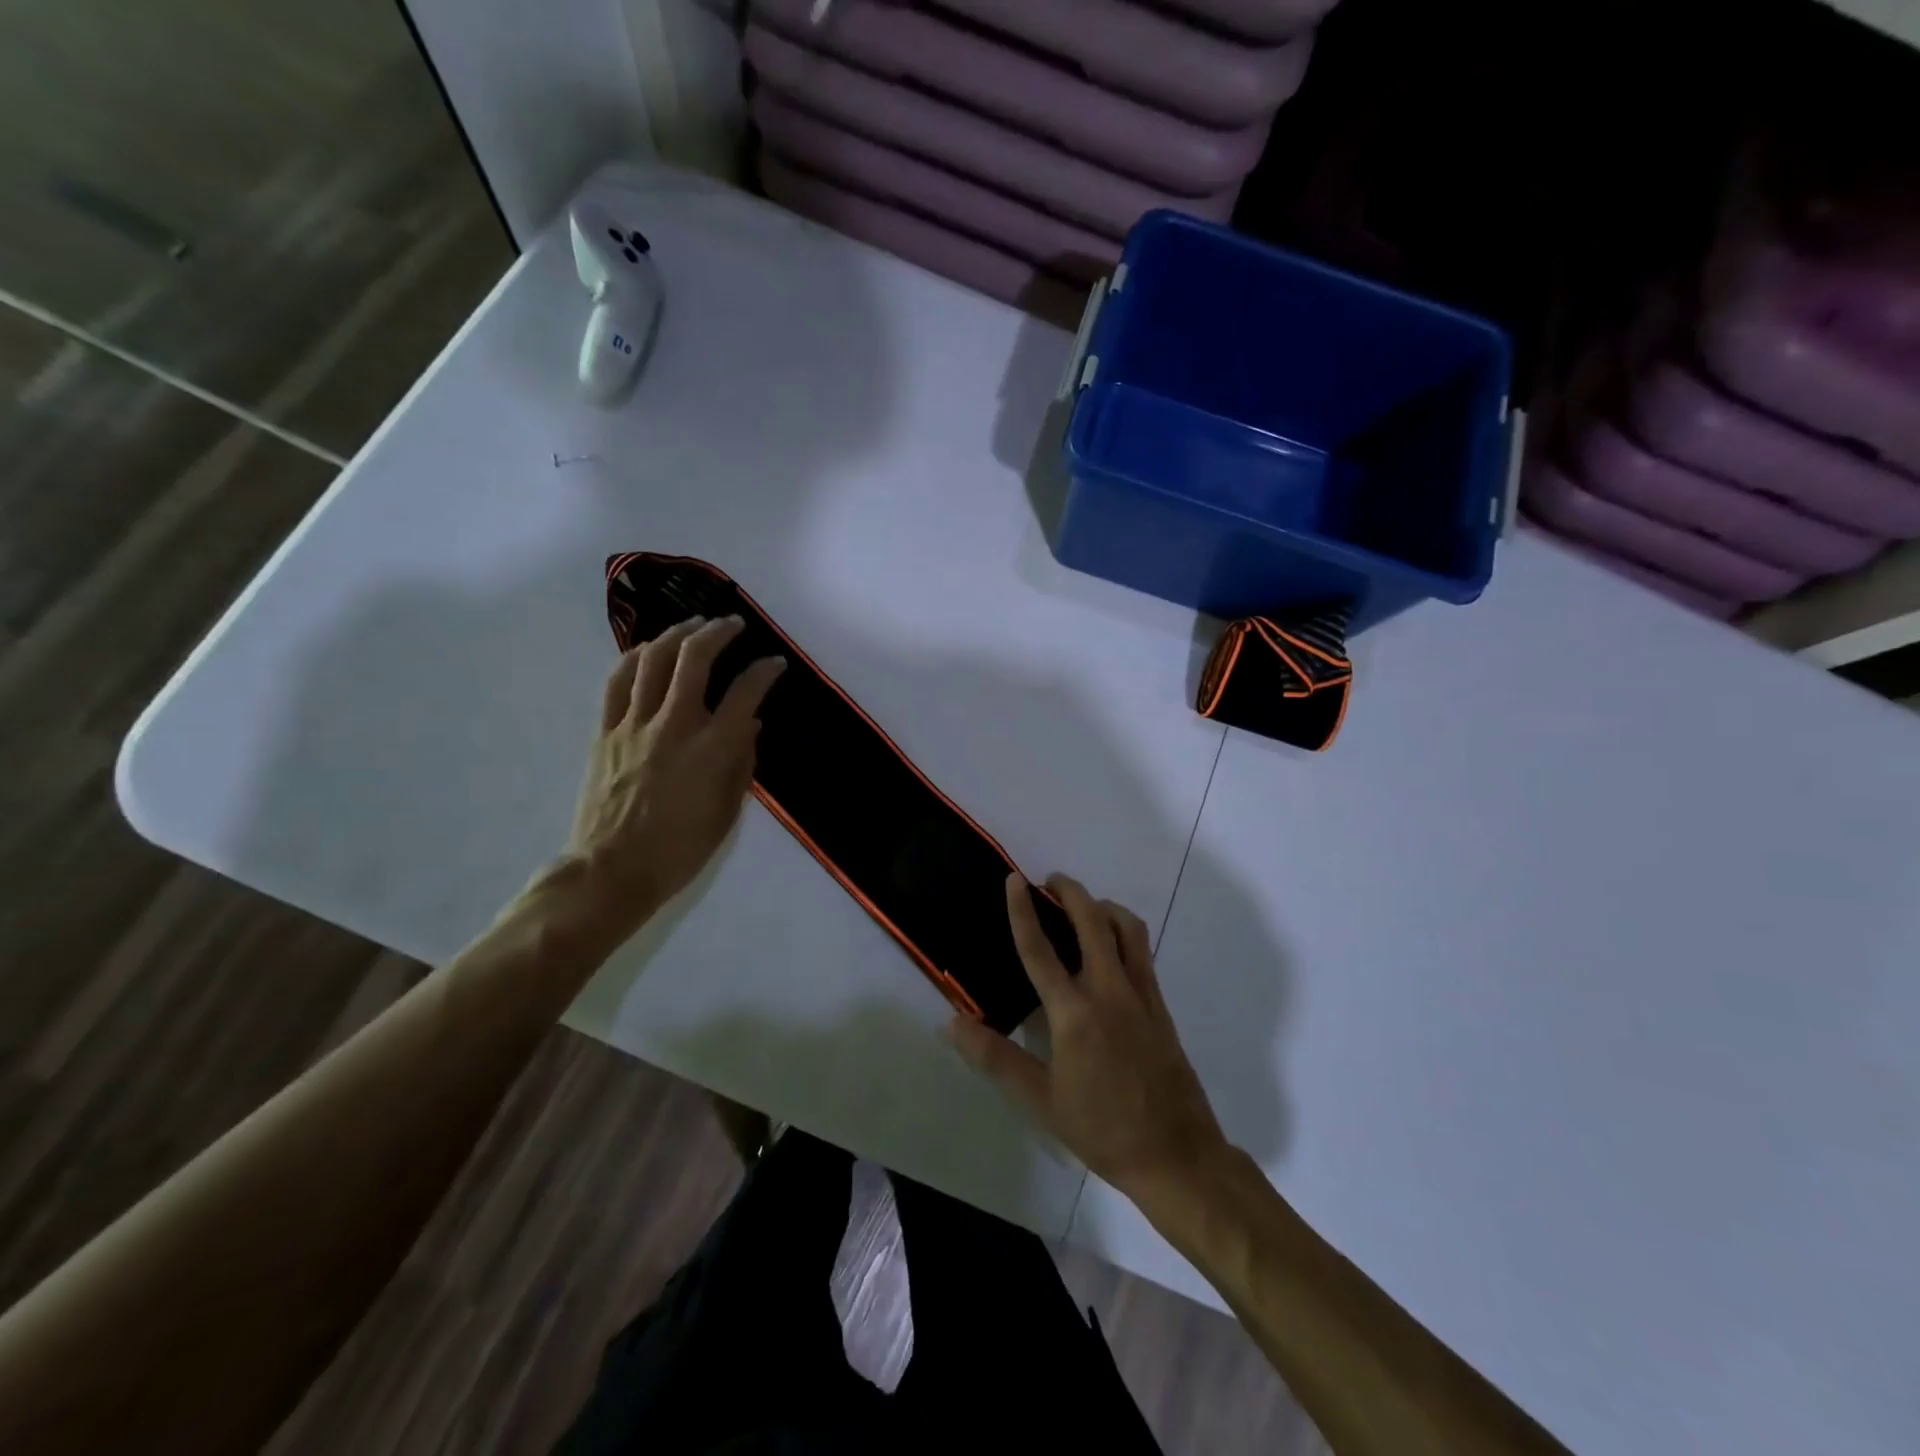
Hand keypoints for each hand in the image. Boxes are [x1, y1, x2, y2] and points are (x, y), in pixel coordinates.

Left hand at [556, 616, 783, 952]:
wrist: (612, 869)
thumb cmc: (680, 849)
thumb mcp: (727, 812)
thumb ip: (742, 763)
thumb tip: (748, 726)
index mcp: (711, 750)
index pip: (745, 694)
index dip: (765, 671)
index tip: (776, 663)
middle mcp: (674, 726)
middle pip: (695, 659)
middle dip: (718, 633)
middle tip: (733, 625)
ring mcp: (634, 725)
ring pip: (654, 660)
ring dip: (677, 634)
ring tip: (693, 625)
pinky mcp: (605, 732)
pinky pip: (618, 682)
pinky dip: (635, 657)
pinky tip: (649, 649)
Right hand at [950, 873, 1230, 1201]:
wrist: (1175, 1155)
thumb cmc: (1101, 1128)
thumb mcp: (1040, 1100)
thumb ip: (995, 1057)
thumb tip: (952, 1024)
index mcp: (1073, 1013)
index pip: (1040, 949)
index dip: (1023, 910)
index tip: (1014, 879)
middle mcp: (1109, 990)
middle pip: (1091, 921)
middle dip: (1070, 892)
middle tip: (1050, 882)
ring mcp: (1140, 994)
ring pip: (1126, 928)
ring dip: (1103, 906)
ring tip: (1084, 906)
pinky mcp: (1161, 1005)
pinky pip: (1142, 951)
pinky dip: (1123, 932)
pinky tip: (1111, 947)